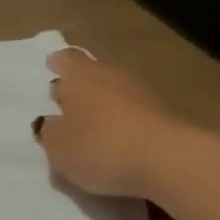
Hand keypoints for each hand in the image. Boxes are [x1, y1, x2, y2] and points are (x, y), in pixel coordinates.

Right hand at [33, 48, 183, 198]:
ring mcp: (143, 93)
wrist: (169, 161)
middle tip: (65, 105)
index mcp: (80, 76)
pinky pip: (134, 114)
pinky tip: (115, 143)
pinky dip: (123, 123)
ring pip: (114, 93)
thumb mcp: (58, 147)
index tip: (51, 68)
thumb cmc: (100, 146)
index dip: (57, 63)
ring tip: (89, 129)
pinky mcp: (165, 115)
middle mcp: (112, 75)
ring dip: (102, 107)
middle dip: (79, 87)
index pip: (66, 59)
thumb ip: (50, 131)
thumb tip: (51, 122)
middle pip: (92, 74)